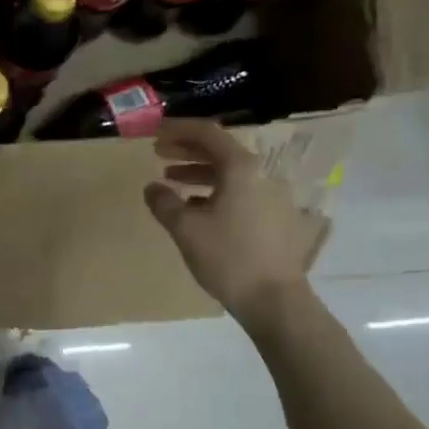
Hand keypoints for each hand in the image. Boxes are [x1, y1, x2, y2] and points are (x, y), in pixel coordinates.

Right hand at [144, 119, 318, 328]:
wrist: (275, 299)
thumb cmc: (227, 257)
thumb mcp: (186, 229)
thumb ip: (164, 203)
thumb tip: (152, 187)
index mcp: (241, 169)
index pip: (208, 133)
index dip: (179, 129)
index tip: (155, 132)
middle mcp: (262, 175)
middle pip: (221, 151)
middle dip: (187, 150)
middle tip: (158, 153)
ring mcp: (273, 197)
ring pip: (231, 174)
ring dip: (199, 173)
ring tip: (172, 182)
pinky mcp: (276, 219)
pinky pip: (241, 193)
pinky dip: (215, 192)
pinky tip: (197, 209)